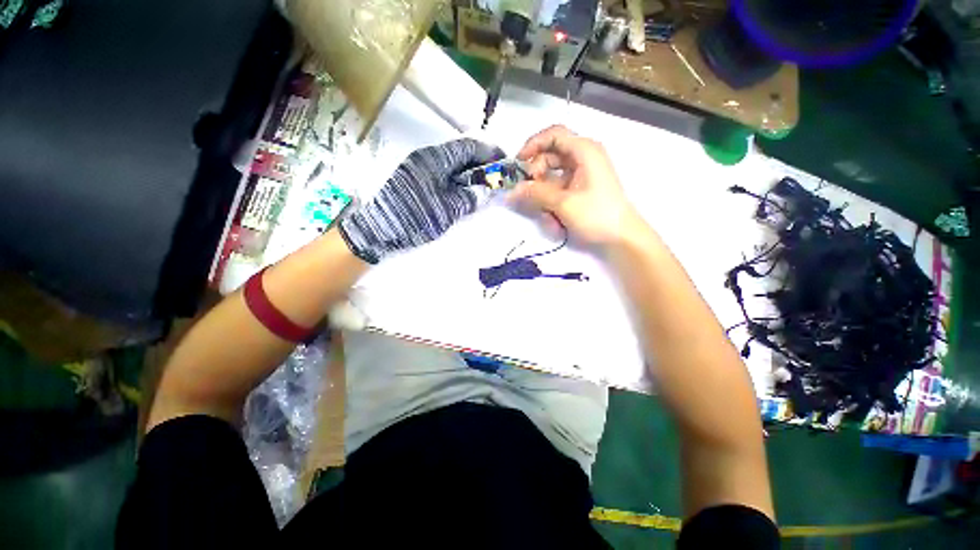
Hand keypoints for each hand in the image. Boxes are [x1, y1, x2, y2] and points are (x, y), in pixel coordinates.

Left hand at [339, 138, 503, 263]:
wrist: (378, 230)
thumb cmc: (413, 217)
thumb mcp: (447, 210)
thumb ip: (471, 198)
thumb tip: (491, 190)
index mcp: (435, 159)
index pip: (469, 147)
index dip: (489, 152)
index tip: (505, 162)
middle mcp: (427, 158)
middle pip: (461, 154)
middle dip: (481, 164)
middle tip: (497, 178)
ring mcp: (419, 169)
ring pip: (452, 165)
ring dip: (470, 174)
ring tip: (485, 187)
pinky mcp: (415, 181)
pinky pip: (443, 175)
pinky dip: (458, 181)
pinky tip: (465, 193)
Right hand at [510, 125, 645, 250]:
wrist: (622, 236)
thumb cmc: (596, 215)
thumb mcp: (563, 203)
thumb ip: (536, 194)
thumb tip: (512, 191)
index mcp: (584, 151)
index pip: (554, 134)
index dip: (533, 144)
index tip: (519, 162)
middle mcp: (583, 157)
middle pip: (550, 155)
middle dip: (536, 173)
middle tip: (528, 191)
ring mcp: (582, 173)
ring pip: (552, 175)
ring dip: (543, 192)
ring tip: (544, 213)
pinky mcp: (581, 188)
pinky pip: (559, 188)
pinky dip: (552, 200)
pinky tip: (552, 219)